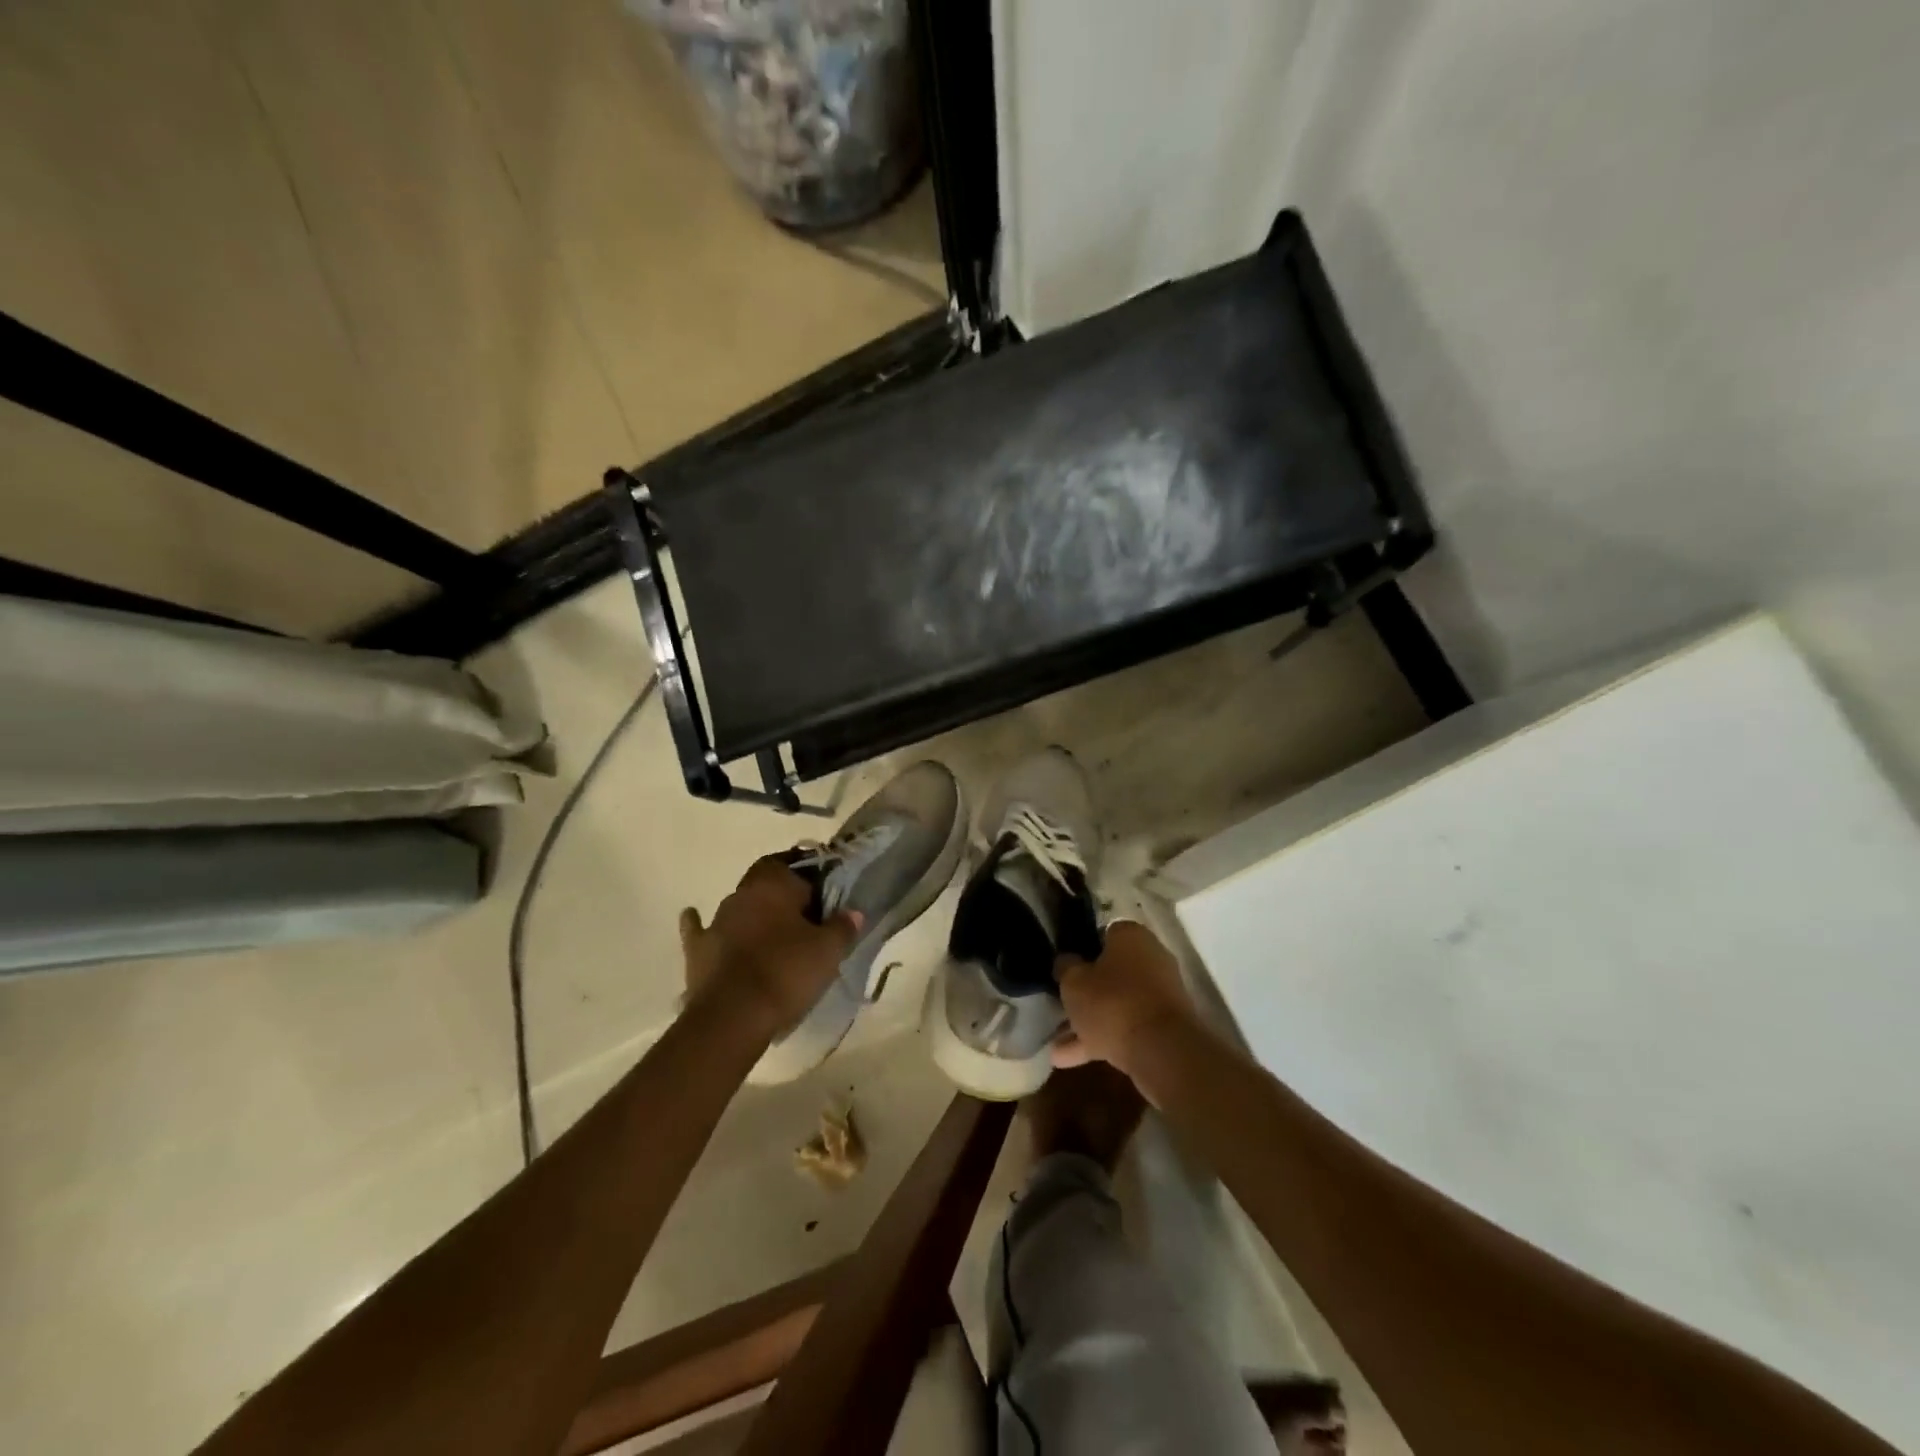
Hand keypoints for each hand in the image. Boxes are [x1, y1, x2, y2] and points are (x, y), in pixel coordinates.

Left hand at [679, 856, 861, 1036]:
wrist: (732, 1017)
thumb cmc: (786, 973)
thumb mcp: (828, 951)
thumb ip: (842, 926)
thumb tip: (852, 912)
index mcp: (773, 884)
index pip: (795, 864)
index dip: (811, 875)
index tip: (825, 891)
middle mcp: (741, 894)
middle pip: (766, 883)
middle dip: (784, 895)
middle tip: (805, 916)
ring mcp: (716, 921)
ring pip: (739, 907)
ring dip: (754, 915)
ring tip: (773, 933)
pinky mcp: (697, 950)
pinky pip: (699, 930)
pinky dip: (701, 925)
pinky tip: (695, 919)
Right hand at [1052, 920, 1199, 1079]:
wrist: (1162, 1052)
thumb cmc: (1112, 1003)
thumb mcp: (1073, 982)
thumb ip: (1066, 968)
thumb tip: (1066, 961)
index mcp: (1131, 936)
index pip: (1102, 934)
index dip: (1081, 950)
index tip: (1064, 968)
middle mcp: (1151, 959)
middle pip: (1110, 972)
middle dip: (1084, 993)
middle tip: (1059, 1007)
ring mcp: (1160, 994)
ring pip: (1116, 1004)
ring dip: (1088, 1023)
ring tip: (1056, 1046)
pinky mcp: (1163, 1027)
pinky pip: (1126, 1027)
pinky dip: (1102, 1040)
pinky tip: (1071, 1060)